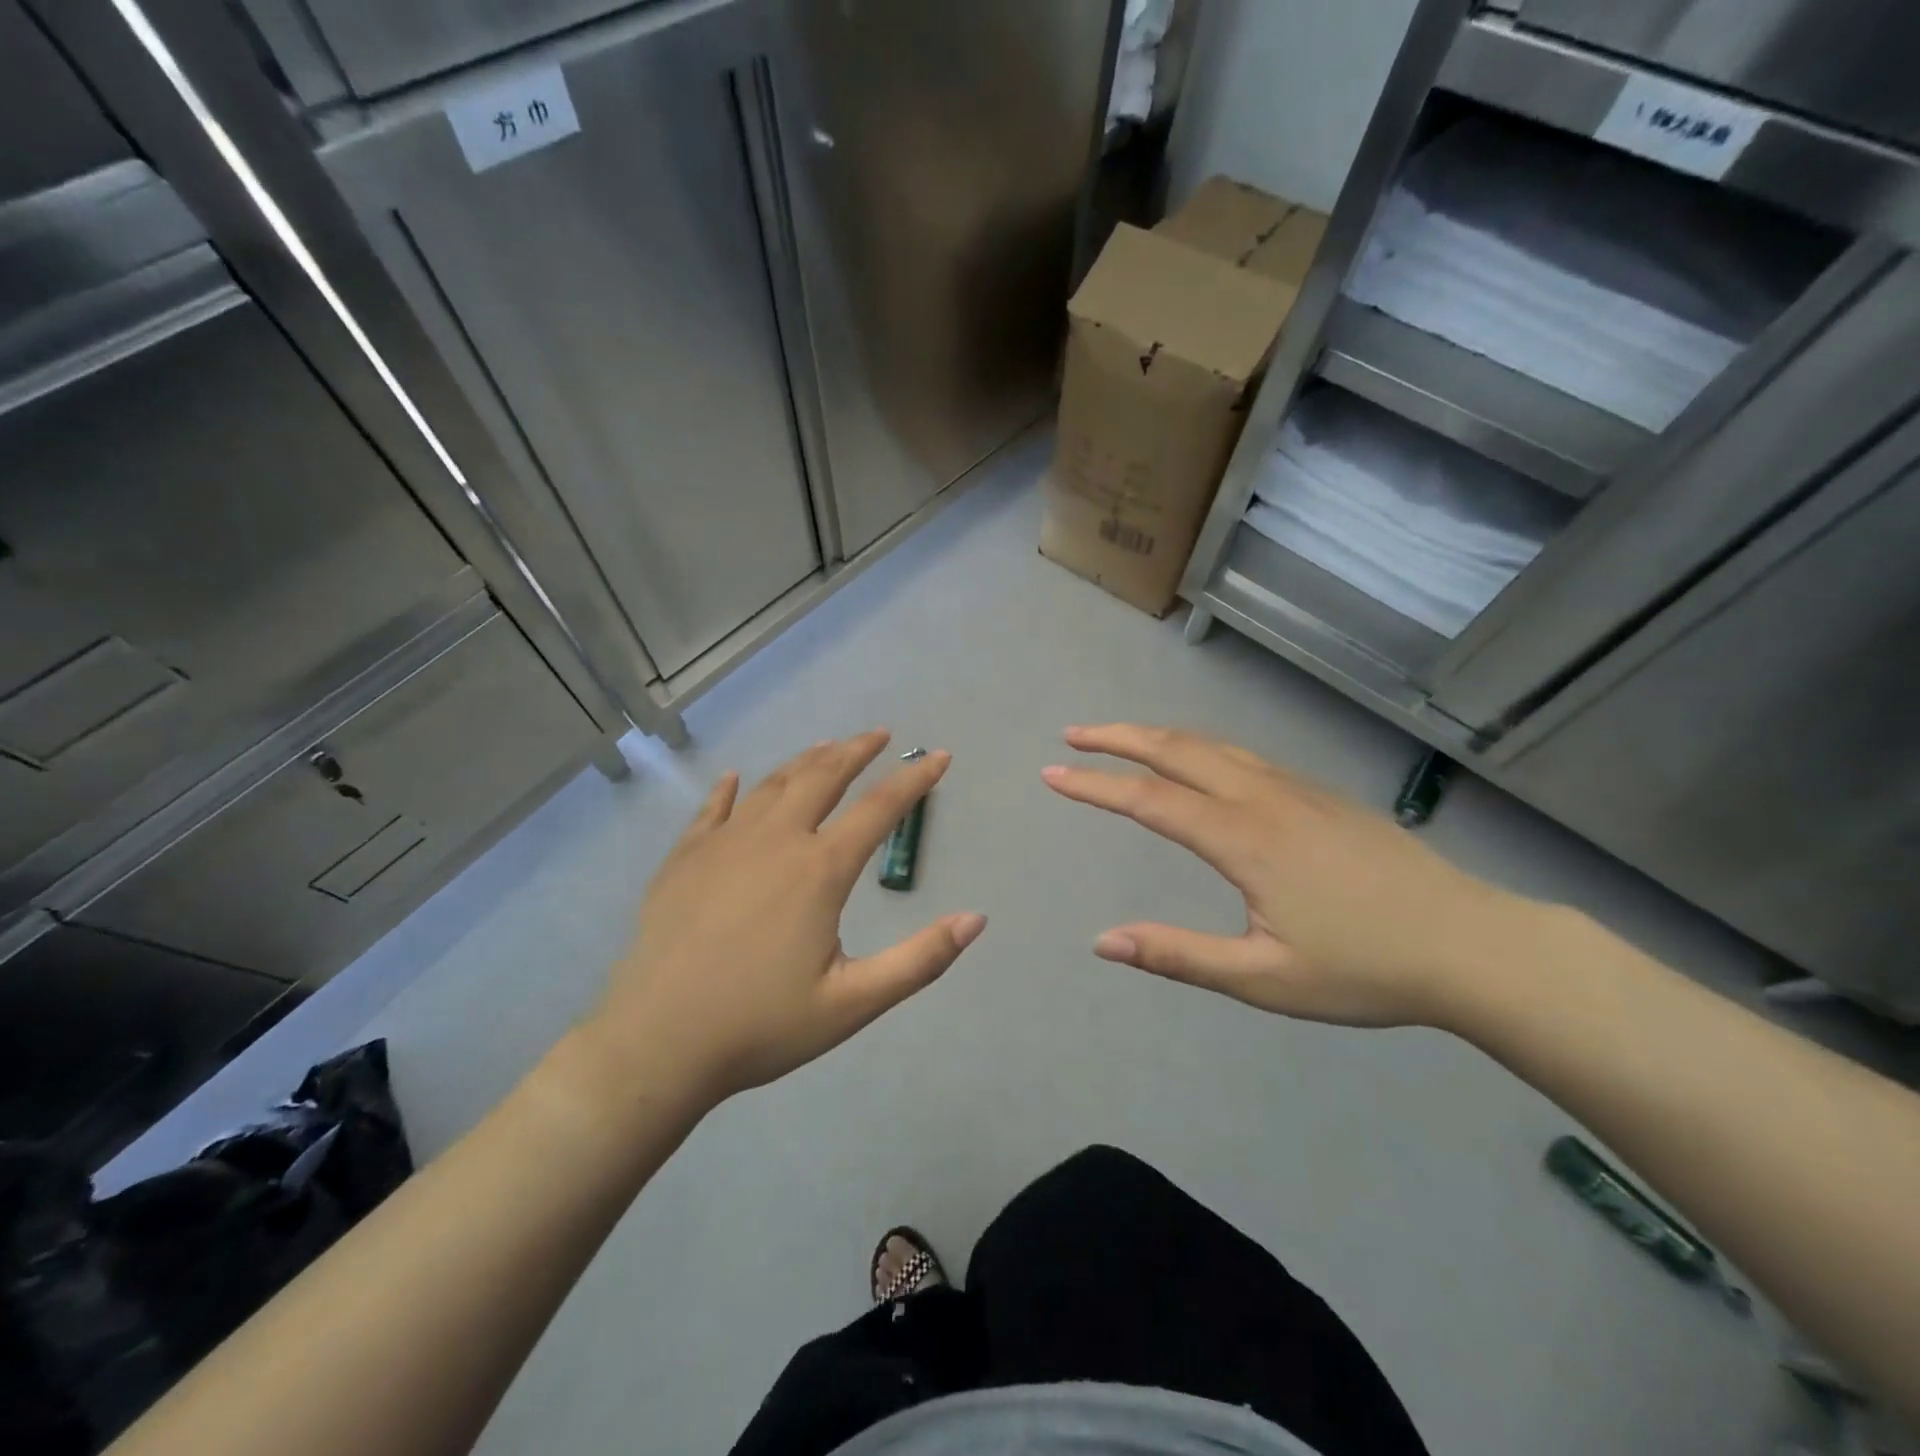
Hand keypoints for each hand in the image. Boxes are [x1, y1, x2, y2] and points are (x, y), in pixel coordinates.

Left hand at [593, 732, 985, 1101]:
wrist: (656, 1044)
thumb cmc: (761, 1025)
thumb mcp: (854, 1002)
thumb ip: (920, 960)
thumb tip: (976, 919)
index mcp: (819, 870)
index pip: (880, 808)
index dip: (914, 779)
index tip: (938, 756)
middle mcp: (774, 840)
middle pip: (823, 777)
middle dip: (856, 751)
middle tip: (879, 735)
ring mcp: (724, 844)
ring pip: (773, 784)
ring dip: (806, 761)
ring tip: (827, 747)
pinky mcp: (684, 859)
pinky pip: (712, 810)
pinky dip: (730, 789)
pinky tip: (736, 778)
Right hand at [1042, 725, 1526, 1026]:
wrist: (1472, 945)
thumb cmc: (1365, 968)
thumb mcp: (1263, 979)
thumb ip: (1179, 956)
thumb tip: (1103, 941)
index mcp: (1243, 838)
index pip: (1149, 800)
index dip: (1095, 785)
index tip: (1052, 774)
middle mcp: (1263, 798)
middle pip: (1176, 749)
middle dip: (1118, 738)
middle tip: (1073, 735)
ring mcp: (1296, 789)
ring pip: (1212, 745)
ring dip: (1158, 736)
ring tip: (1121, 739)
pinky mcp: (1320, 794)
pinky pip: (1243, 755)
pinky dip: (1198, 746)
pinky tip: (1196, 762)